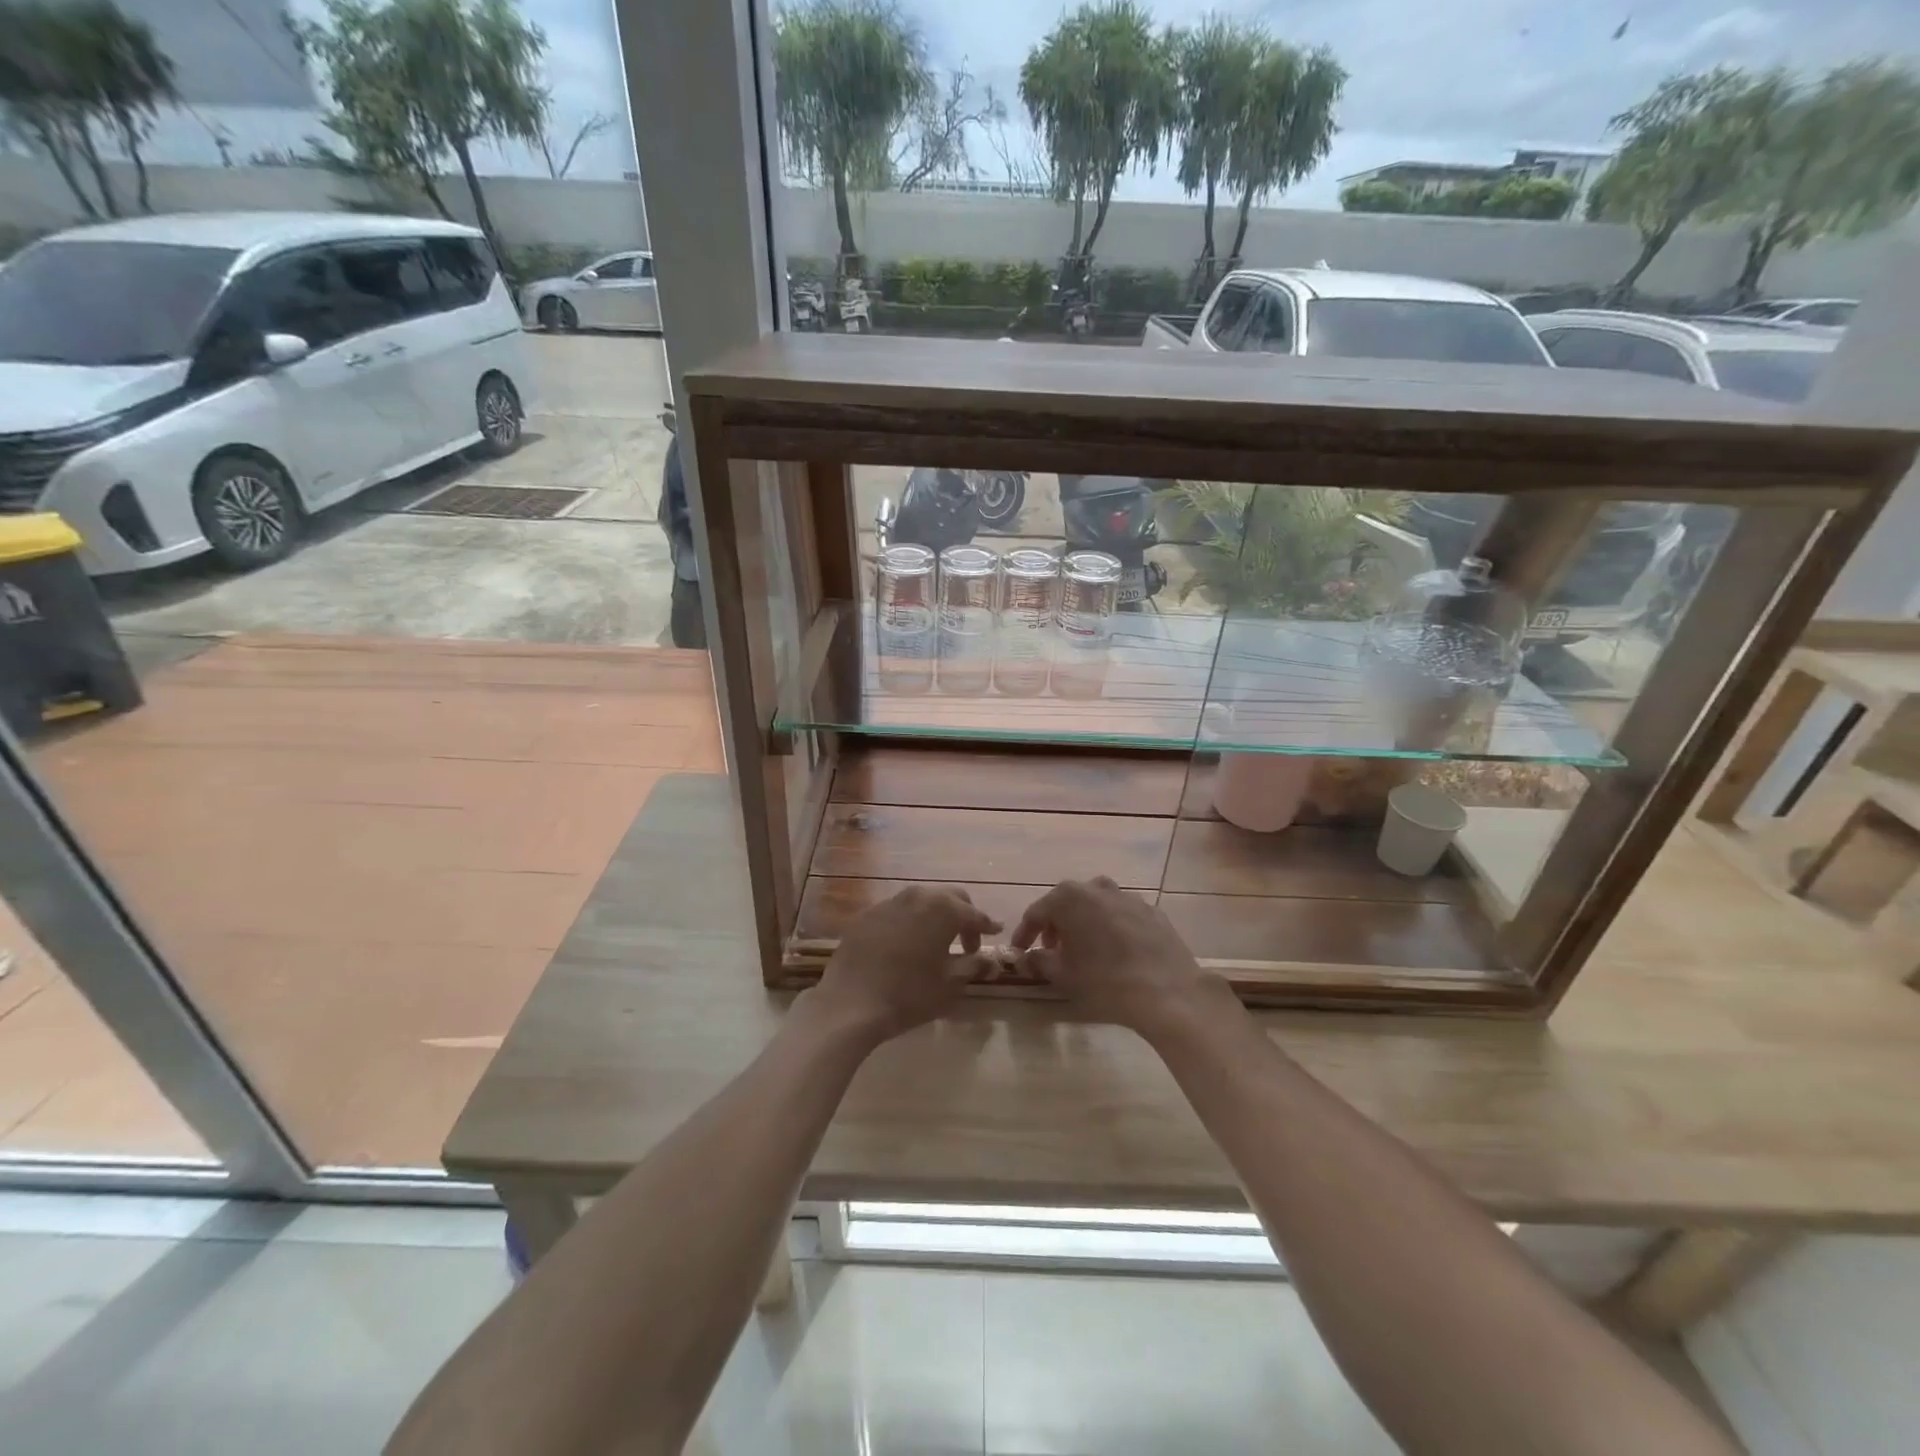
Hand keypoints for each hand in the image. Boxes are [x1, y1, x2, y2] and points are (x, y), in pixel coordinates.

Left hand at [809, 885, 1001, 1041]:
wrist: (850, 1002)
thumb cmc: (909, 994)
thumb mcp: (950, 984)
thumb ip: (974, 965)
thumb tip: (992, 960)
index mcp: (944, 909)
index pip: (974, 914)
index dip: (987, 925)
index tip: (995, 933)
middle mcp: (918, 896)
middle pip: (950, 898)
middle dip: (963, 916)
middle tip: (967, 943)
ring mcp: (889, 902)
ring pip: (922, 901)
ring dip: (935, 917)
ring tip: (937, 943)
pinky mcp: (867, 914)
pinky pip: (897, 911)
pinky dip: (910, 922)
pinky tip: (907, 945)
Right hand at [1011, 877, 1221, 1035]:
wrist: (1167, 992)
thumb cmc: (1105, 982)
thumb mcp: (1063, 975)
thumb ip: (1039, 961)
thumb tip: (1027, 957)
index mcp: (1069, 898)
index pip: (1037, 911)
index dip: (1025, 932)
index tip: (1019, 950)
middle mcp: (1097, 888)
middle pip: (1067, 902)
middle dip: (1056, 924)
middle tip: (1051, 949)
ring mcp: (1128, 897)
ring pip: (1097, 905)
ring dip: (1085, 922)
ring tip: (1084, 948)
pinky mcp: (1153, 912)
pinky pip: (1123, 915)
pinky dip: (1113, 927)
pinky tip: (1116, 950)